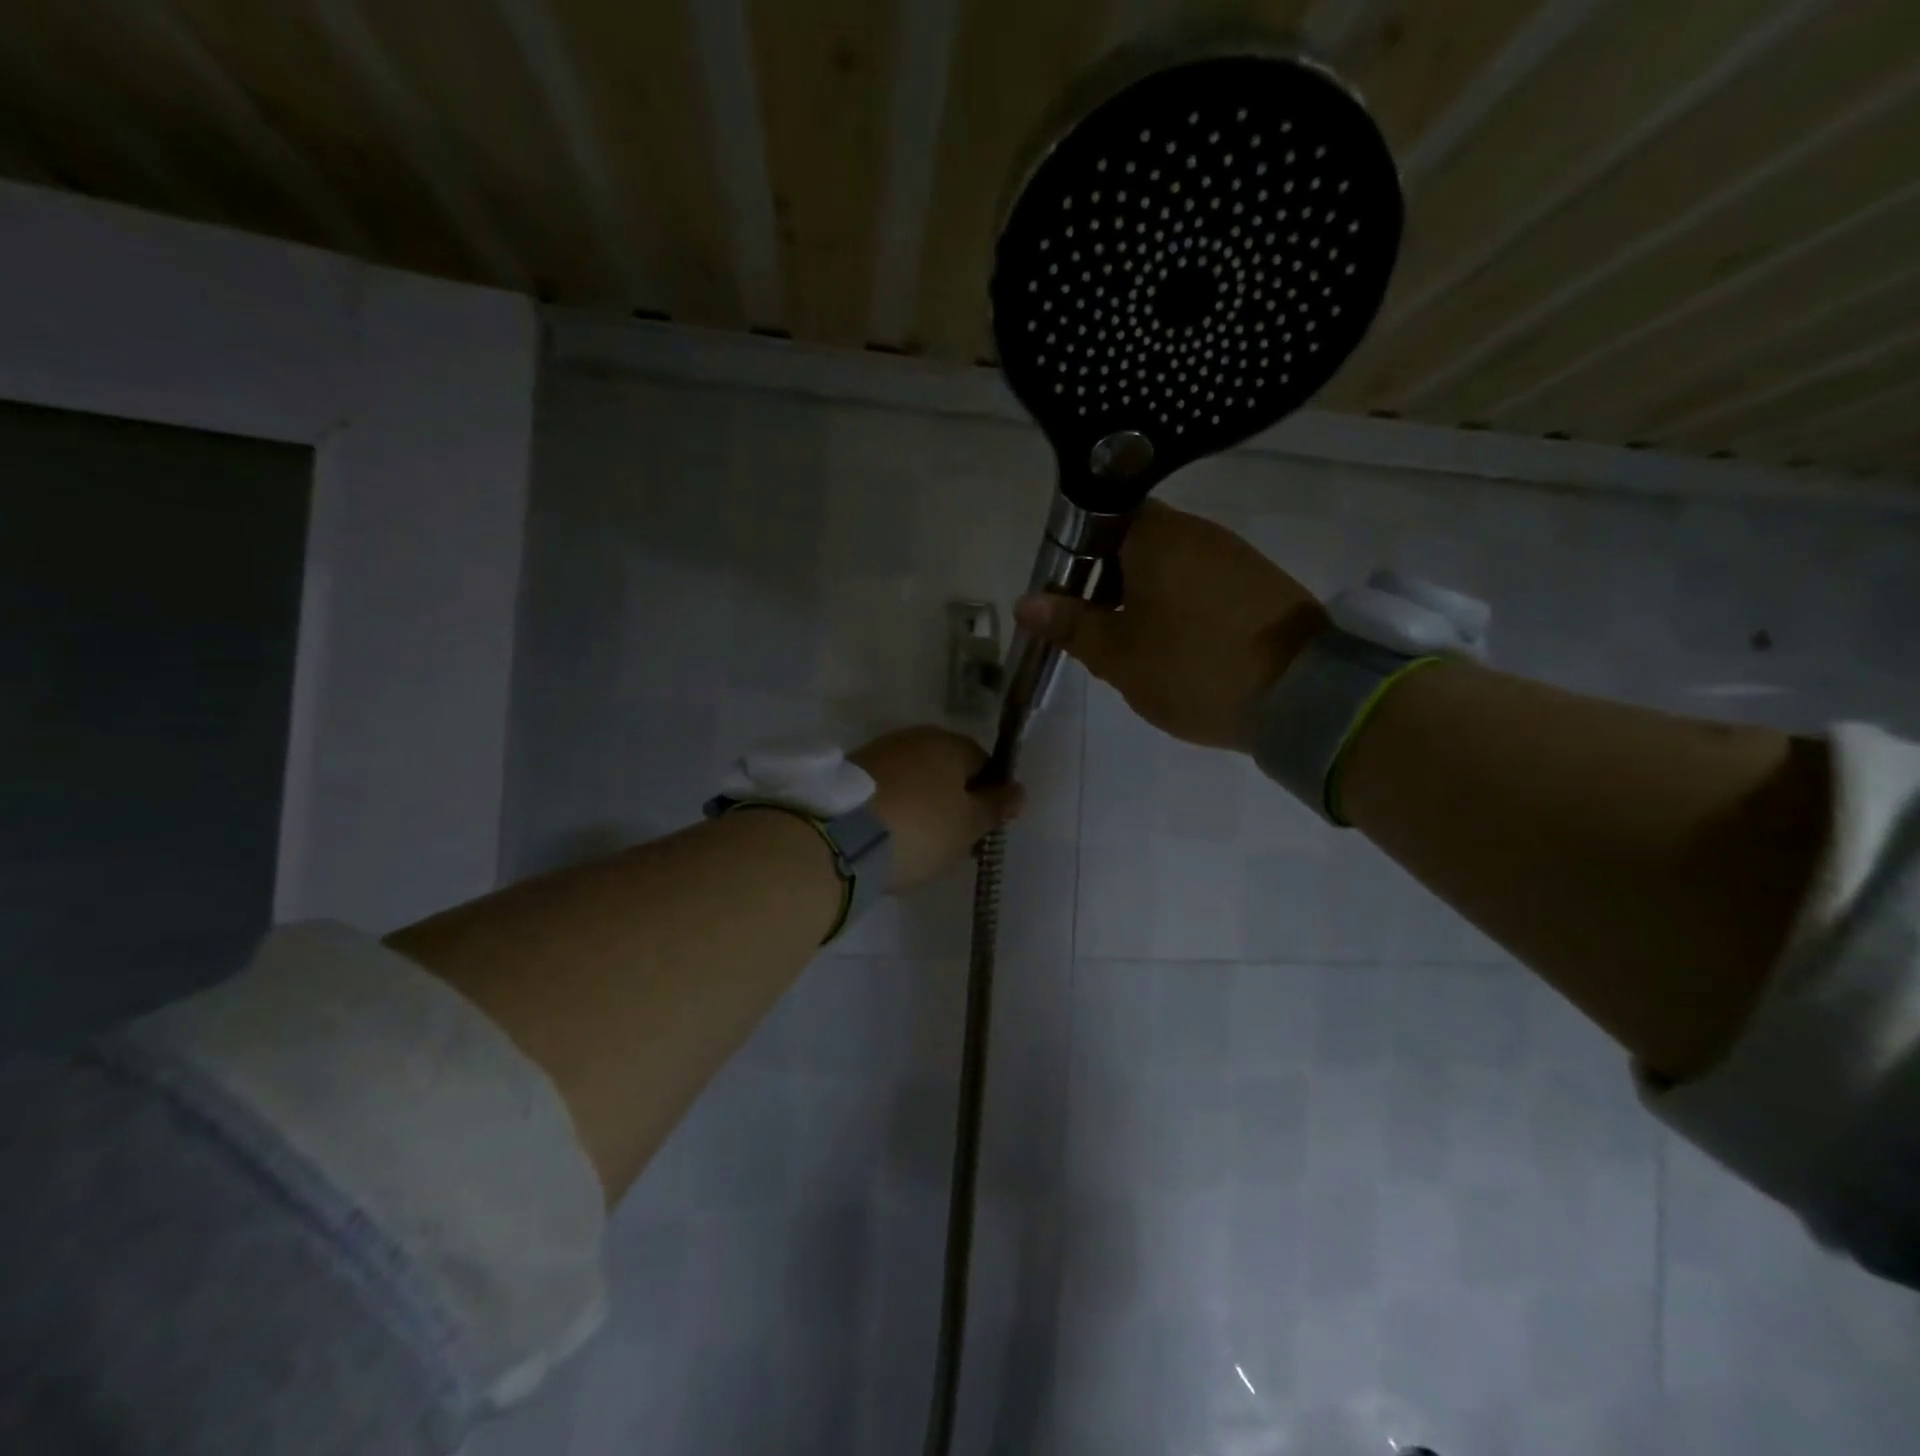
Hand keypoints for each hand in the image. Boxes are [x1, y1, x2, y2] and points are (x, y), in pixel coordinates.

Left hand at [851, 727, 1023, 888]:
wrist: (840, 838)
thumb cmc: (920, 830)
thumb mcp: (968, 826)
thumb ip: (995, 806)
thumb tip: (1018, 790)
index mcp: (949, 743)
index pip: (983, 763)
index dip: (988, 796)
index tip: (981, 829)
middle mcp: (914, 737)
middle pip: (946, 769)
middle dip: (953, 800)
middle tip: (951, 840)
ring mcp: (878, 752)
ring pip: (915, 779)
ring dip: (922, 804)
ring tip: (917, 843)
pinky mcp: (849, 773)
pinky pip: (886, 789)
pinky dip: (893, 808)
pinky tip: (889, 835)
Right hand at [1013, 500, 1325, 749]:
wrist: (1303, 696)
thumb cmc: (1193, 668)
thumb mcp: (1119, 655)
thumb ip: (1071, 625)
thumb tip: (1025, 603)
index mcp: (1156, 535)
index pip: (1098, 519)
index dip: (1073, 557)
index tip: (1063, 598)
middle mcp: (1197, 531)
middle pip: (1132, 543)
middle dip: (1105, 583)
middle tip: (1093, 632)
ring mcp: (1233, 555)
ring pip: (1167, 566)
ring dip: (1141, 598)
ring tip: (1133, 647)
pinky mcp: (1258, 583)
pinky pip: (1200, 583)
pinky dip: (1177, 607)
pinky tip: (1176, 648)